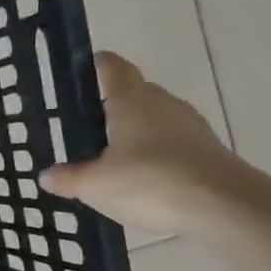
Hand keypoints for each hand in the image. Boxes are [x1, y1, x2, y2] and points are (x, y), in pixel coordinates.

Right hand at [39, 52, 247, 234]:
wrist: (225, 207)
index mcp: (131, 101)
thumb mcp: (96, 185)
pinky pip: (176, 142)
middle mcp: (163, 105)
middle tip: (93, 119)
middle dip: (117, 101)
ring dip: (140, 128)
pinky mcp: (209, 151)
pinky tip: (146, 175)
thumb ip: (69, 178)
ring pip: (159, 117)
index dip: (100, 64)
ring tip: (117, 150)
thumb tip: (46, 175)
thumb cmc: (149, 182)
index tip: (90, 63)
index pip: (114, 69)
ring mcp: (191, 127)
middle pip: (138, 92)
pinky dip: (159, 151)